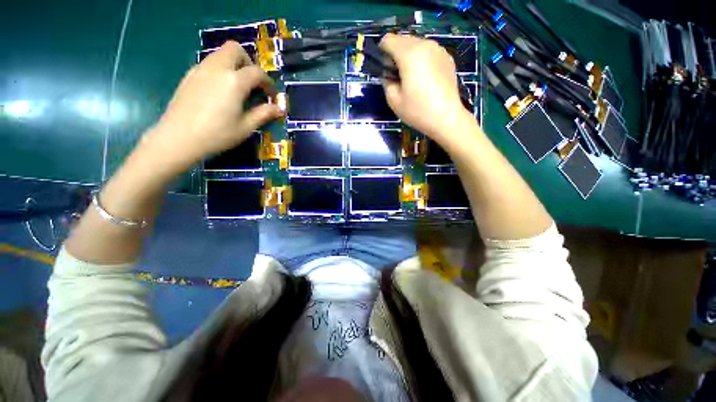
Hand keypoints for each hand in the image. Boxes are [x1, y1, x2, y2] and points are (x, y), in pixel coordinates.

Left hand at [140, 41, 282, 177]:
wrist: (178, 138)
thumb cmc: (217, 134)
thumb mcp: (246, 127)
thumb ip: (263, 114)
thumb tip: (280, 109)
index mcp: (234, 81)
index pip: (257, 72)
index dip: (268, 82)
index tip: (271, 95)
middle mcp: (217, 68)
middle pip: (234, 49)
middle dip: (248, 61)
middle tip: (253, 82)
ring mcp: (200, 69)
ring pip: (220, 54)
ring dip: (233, 64)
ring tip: (238, 87)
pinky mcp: (189, 75)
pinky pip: (209, 63)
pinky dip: (220, 70)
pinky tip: (221, 91)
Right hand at [379, 34, 472, 147]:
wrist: (446, 117)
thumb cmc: (418, 111)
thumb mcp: (393, 100)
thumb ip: (386, 81)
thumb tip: (389, 74)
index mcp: (409, 54)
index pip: (388, 40)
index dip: (382, 53)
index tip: (386, 70)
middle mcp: (425, 44)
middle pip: (403, 39)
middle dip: (396, 54)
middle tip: (398, 77)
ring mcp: (438, 49)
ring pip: (416, 44)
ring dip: (409, 56)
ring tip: (413, 78)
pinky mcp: (447, 57)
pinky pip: (428, 51)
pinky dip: (422, 59)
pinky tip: (426, 79)